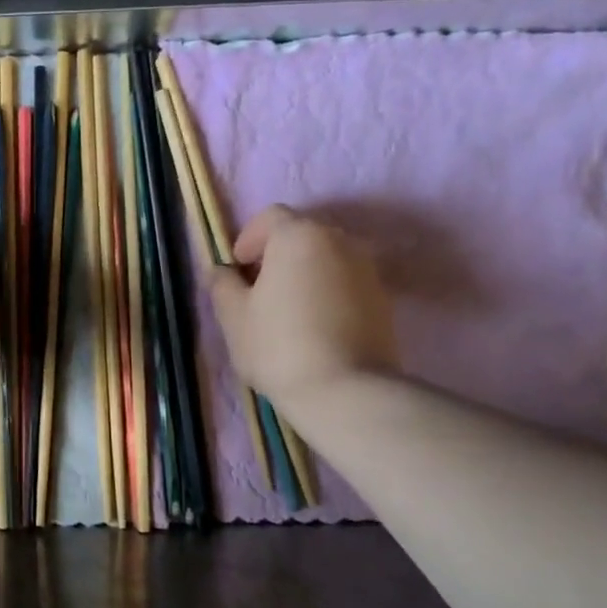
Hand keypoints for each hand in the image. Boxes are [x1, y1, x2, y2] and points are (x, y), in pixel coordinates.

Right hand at [208, 205, 398, 410]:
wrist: (345, 389)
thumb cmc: (278, 345)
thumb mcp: (233, 317)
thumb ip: (222, 285)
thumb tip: (224, 272)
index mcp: (298, 236)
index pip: (269, 218)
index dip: (247, 240)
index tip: (238, 272)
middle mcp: (338, 240)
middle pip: (300, 236)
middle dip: (276, 257)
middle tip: (258, 293)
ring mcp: (367, 268)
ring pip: (325, 260)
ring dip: (304, 275)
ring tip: (287, 313)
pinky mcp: (383, 298)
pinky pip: (345, 283)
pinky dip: (327, 294)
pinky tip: (314, 328)